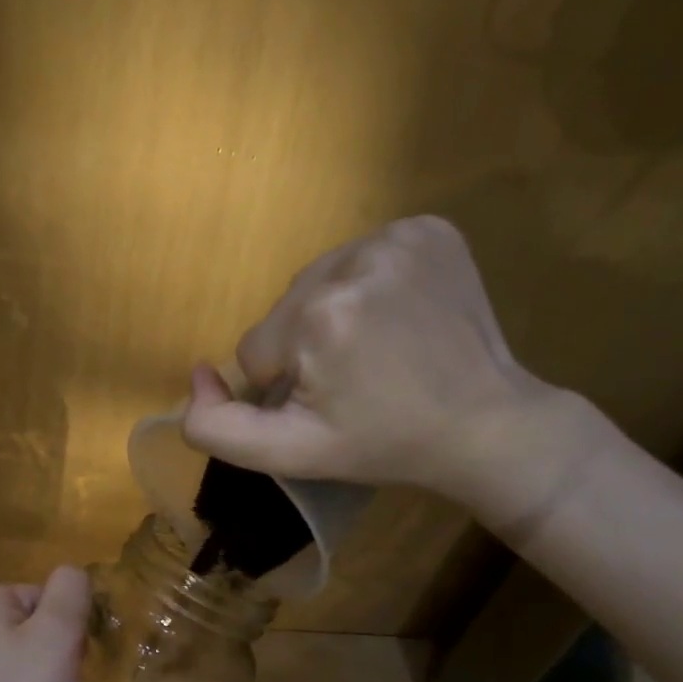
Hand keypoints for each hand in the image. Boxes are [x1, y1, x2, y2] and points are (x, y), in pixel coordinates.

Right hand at [181, 216, 573, 506]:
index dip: (286, 384)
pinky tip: (396, 317)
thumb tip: (197, 375)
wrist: (485, 424)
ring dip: (332, 313)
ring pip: (318, 281)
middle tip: (356, 378)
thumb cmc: (384, 444)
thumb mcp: (290, 454)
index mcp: (318, 317)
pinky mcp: (428, 228)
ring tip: (377, 347)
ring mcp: (398, 237)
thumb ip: (216, 427)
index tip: (333, 401)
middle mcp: (354, 260)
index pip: (257, 349)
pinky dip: (367, 287)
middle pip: (286, 310)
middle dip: (305, 346)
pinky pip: (361, 257)